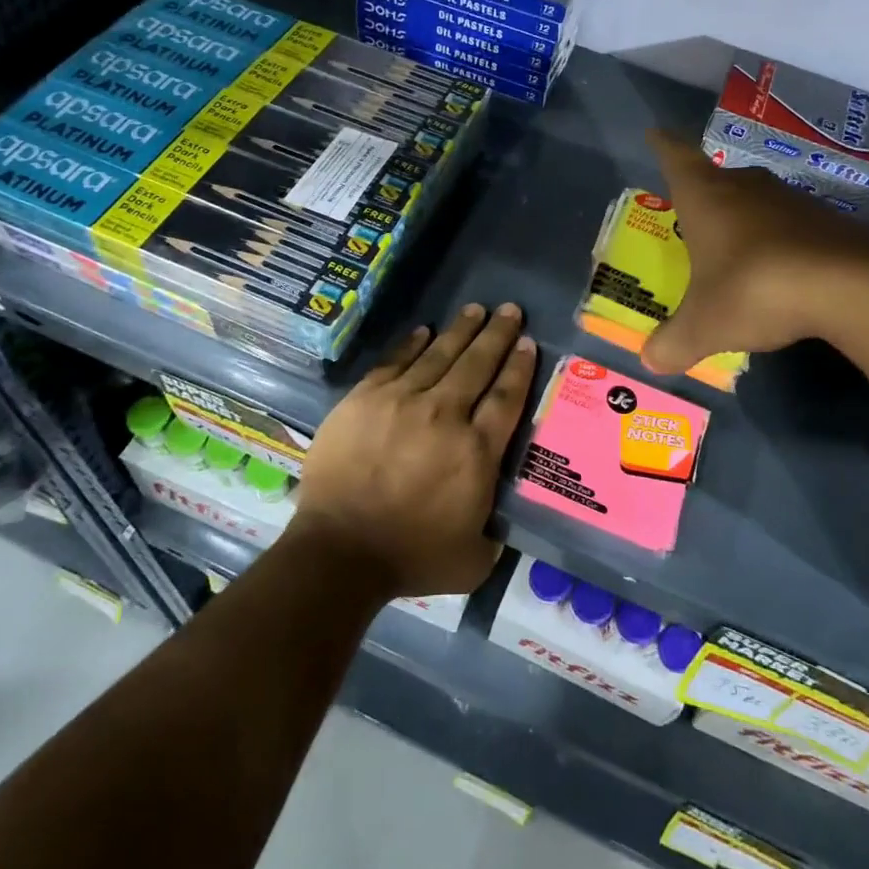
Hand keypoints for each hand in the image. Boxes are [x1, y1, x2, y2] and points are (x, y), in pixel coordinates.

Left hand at [293, 303, 536, 598]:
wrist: (340, 550)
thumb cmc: (410, 557)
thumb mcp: (473, 559)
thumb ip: (493, 535)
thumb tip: (499, 522)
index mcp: (477, 451)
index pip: (507, 397)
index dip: (520, 366)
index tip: (528, 343)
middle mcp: (446, 415)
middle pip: (478, 364)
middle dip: (498, 334)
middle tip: (510, 310)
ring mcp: (403, 401)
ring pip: (440, 355)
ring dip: (461, 330)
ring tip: (476, 309)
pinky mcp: (366, 398)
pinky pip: (395, 362)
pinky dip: (412, 344)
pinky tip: (424, 330)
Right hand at [642, 129, 868, 375]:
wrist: (849, 287)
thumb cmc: (753, 289)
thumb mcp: (704, 326)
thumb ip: (674, 343)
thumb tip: (650, 361)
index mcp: (706, 197)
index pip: (676, 157)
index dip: (663, 145)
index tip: (656, 134)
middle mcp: (745, 187)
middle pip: (718, 178)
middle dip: (704, 192)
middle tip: (692, 213)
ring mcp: (791, 200)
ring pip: (757, 200)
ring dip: (744, 218)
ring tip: (734, 248)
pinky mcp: (828, 220)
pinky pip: (790, 225)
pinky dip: (778, 241)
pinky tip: (778, 270)